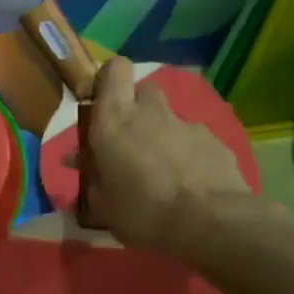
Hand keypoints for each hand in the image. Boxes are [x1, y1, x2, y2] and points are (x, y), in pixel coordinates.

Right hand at [83, 56, 261, 250]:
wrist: (210, 223)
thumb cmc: (142, 211)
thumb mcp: (102, 203)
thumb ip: (91, 175)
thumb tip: (78, 160)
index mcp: (114, 121)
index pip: (114, 70)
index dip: (108, 80)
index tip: (101, 103)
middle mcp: (150, 112)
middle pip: (143, 90)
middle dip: (135, 107)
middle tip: (129, 139)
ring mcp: (186, 124)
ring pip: (168, 116)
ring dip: (161, 132)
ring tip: (161, 167)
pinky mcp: (215, 140)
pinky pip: (193, 138)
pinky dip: (188, 152)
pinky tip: (189, 181)